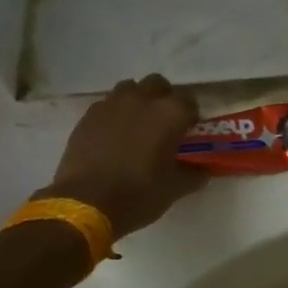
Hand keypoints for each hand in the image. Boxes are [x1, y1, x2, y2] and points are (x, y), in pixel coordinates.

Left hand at [42, 74, 205, 238]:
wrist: (85, 203)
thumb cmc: (138, 194)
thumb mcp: (175, 188)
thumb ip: (193, 174)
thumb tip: (201, 170)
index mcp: (171, 113)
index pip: (189, 100)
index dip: (190, 115)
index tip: (187, 132)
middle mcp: (143, 99)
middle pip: (158, 84)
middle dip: (163, 98)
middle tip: (162, 124)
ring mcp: (112, 104)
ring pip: (130, 89)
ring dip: (136, 100)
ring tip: (135, 125)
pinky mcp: (88, 115)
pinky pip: (107, 104)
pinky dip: (113, 114)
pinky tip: (112, 135)